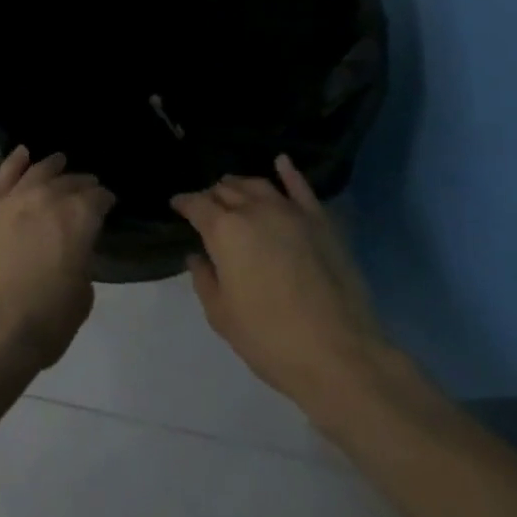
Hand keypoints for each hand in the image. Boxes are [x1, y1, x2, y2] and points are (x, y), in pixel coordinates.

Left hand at [0, 146, 112, 378]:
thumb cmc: (42, 322)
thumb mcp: (81, 297)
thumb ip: (80, 263)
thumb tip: (71, 251)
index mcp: (78, 219)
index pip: (98, 199)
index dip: (105, 200)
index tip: (108, 204)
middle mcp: (47, 199)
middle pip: (69, 182)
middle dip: (82, 184)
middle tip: (88, 187)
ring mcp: (12, 200)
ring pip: (37, 172)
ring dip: (52, 166)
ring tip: (60, 161)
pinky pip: (3, 175)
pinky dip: (15, 161)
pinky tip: (23, 154)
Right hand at [172, 155, 384, 417]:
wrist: (340, 355)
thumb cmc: (269, 338)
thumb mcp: (221, 314)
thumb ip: (204, 279)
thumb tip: (199, 256)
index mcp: (224, 230)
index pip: (196, 204)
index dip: (183, 203)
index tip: (176, 206)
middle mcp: (255, 210)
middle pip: (226, 190)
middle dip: (211, 196)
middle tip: (206, 208)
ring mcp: (291, 213)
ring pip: (258, 185)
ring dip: (240, 185)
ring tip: (233, 191)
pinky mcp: (322, 223)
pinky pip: (302, 188)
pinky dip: (289, 172)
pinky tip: (281, 162)